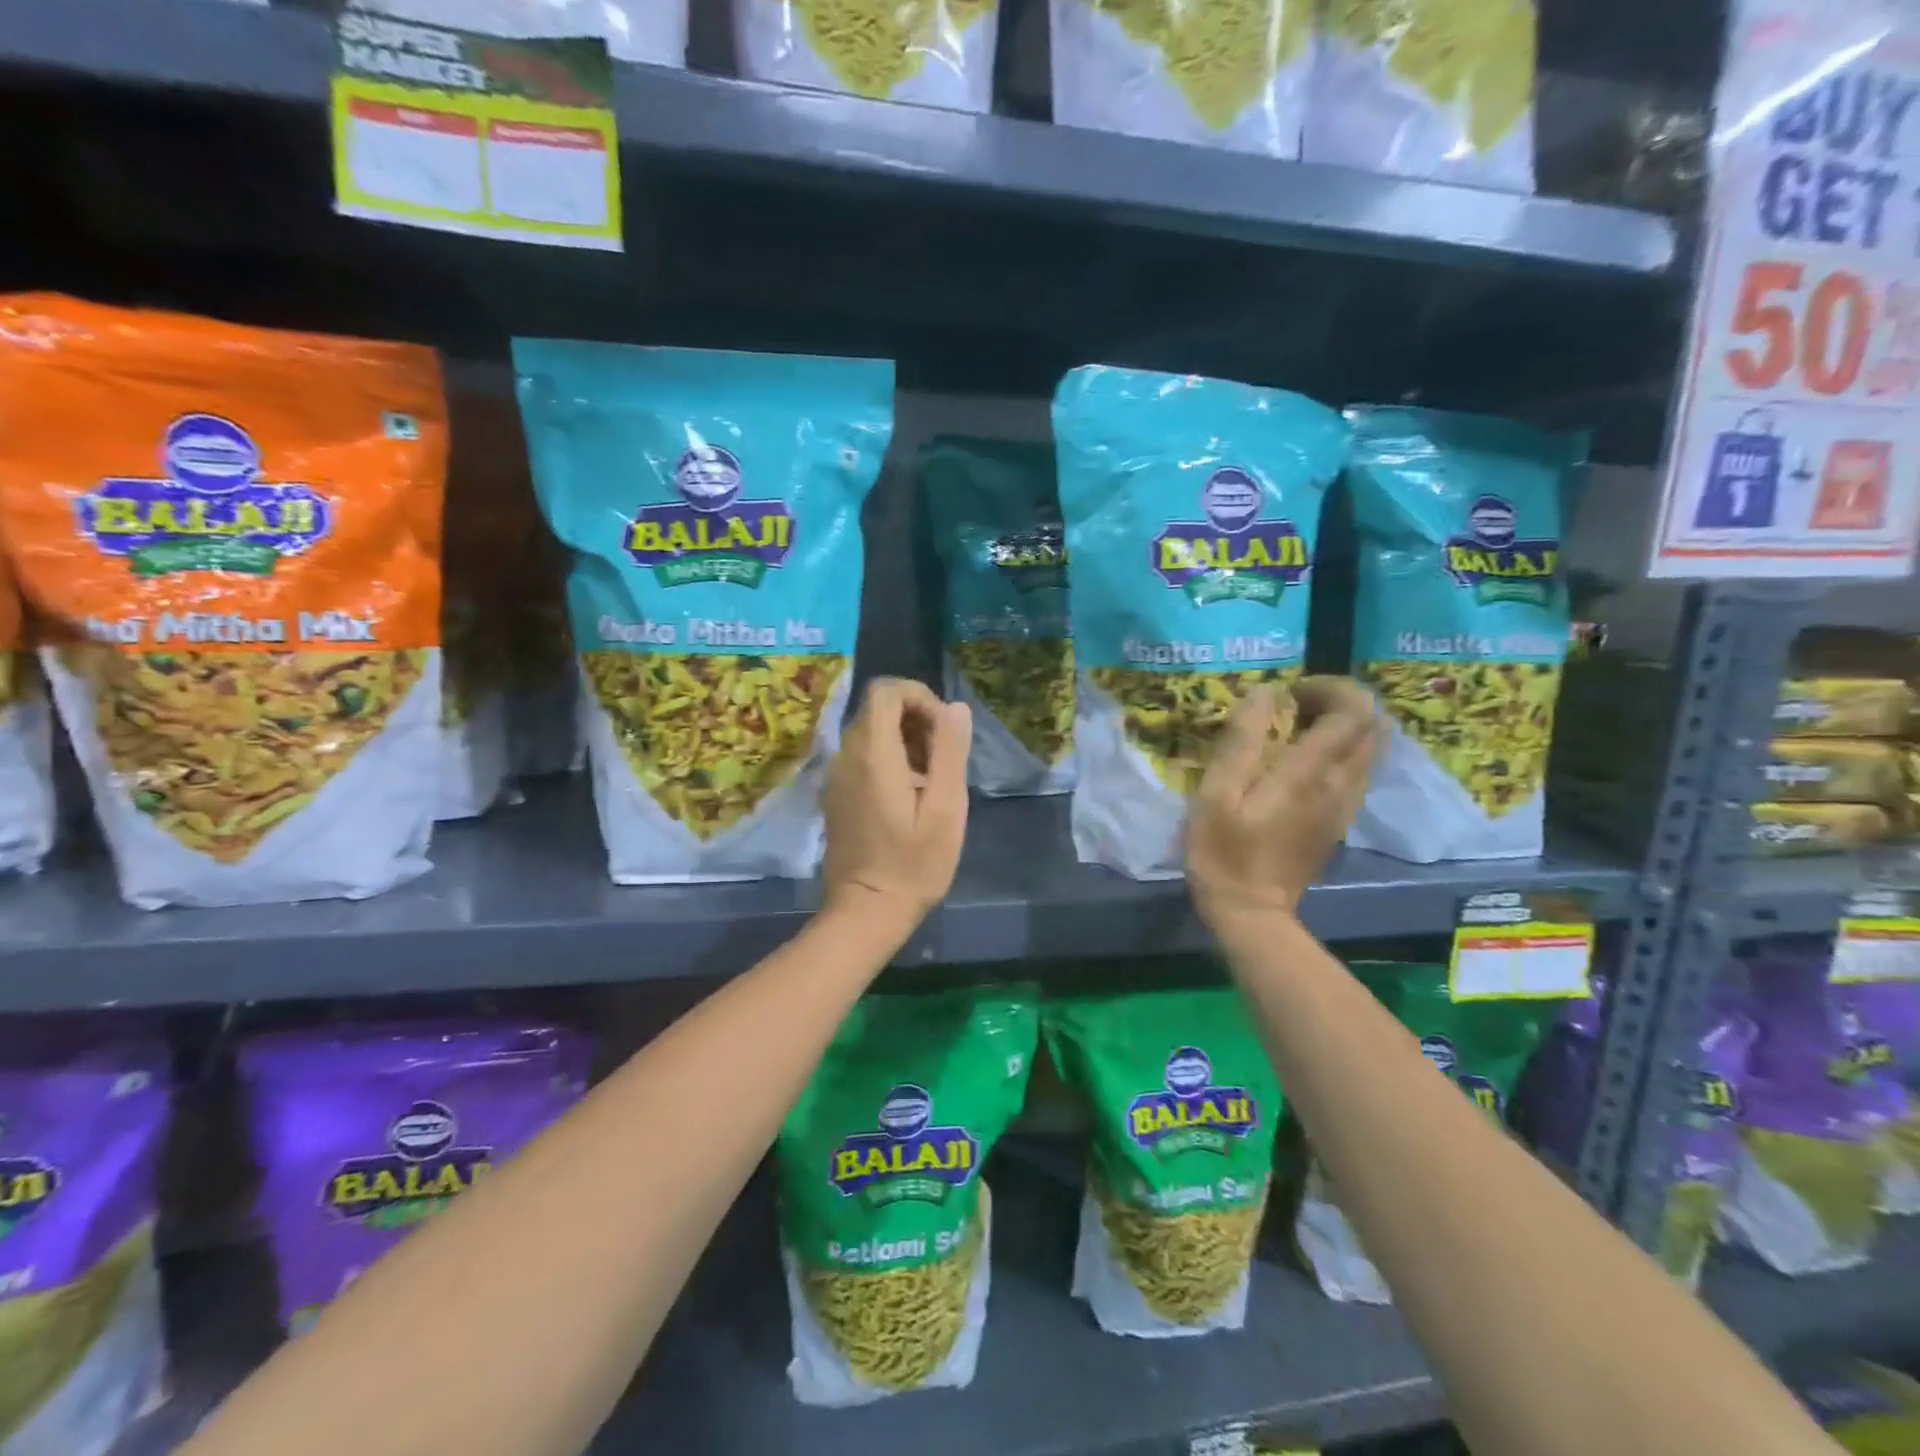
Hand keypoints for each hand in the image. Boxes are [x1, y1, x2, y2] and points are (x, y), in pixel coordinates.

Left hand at [821, 677, 971, 931]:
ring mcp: (836, 776)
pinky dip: (888, 759)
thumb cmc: (914, 864)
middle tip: (943, 759)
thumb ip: (950, 751)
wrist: (865, 912)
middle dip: (916, 719)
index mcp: (872, 753)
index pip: (886, 690)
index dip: (920, 697)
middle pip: (878, 709)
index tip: (944, 731)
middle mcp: (846, 756)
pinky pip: (862, 757)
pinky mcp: (835, 795)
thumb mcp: (946, 808)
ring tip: (931, 779)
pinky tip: (909, 795)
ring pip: (870, 732)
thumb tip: (956, 708)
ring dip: (904, 740)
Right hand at [1186, 676, 1381, 928]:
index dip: (1329, 687)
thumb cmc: (1223, 852)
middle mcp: (1341, 784)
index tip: (1288, 692)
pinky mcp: (1340, 821)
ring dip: (1343, 726)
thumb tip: (1266, 693)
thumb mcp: (1217, 793)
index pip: (1353, 710)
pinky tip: (1302, 761)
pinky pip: (1359, 770)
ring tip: (1296, 730)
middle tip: (1293, 706)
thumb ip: (1242, 739)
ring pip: (1371, 747)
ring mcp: (1346, 805)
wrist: (1251, 913)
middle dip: (1340, 701)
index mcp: (1311, 773)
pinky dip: (1342, 751)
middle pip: (1372, 724)